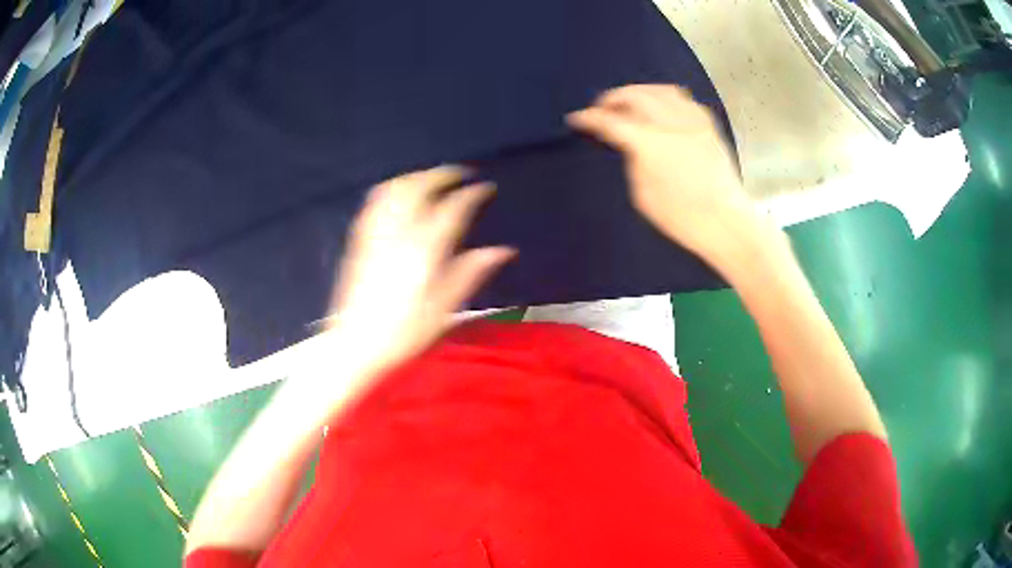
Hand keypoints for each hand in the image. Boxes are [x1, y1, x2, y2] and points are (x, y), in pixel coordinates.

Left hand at [329, 166, 514, 370]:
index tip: (485, 187)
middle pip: (420, 187)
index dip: (471, 194)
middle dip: (442, 174)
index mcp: (424, 251)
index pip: (452, 208)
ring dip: (417, 176)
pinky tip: (401, 193)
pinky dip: (393, 188)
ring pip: (395, 188)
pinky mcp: (360, 240)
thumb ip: (470, 273)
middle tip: (460, 175)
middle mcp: (399, 234)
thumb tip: (502, 251)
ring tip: (433, 179)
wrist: (356, 343)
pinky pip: (376, 201)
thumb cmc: (404, 332)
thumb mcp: (444, 310)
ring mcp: (376, 233)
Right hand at [567, 85, 752, 258]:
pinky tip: (662, 107)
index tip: (577, 118)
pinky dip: (666, 97)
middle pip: (633, 95)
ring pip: (659, 90)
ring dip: (638, 91)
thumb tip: (628, 143)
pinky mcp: (707, 124)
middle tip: (601, 107)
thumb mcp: (642, 194)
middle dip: (612, 98)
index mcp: (649, 143)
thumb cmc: (681, 217)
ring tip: (630, 102)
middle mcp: (669, 122)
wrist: (725, 220)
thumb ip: (631, 159)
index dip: (589, 118)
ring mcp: (691, 120)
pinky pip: (683, 99)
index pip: (610, 121)